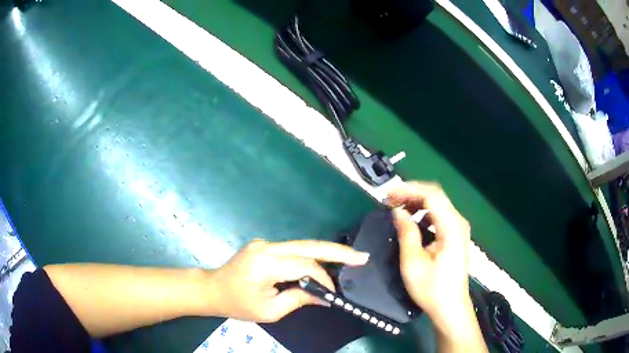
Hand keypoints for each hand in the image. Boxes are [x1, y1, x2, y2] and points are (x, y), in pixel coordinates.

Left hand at [206, 239, 368, 322]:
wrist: (212, 289)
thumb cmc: (238, 304)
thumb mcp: (269, 311)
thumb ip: (299, 299)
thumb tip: (325, 296)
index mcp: (265, 263)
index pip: (304, 266)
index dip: (323, 279)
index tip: (333, 294)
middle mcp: (266, 247)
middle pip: (308, 246)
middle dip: (338, 252)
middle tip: (362, 257)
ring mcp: (265, 243)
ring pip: (303, 246)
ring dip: (326, 254)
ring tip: (350, 259)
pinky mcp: (265, 246)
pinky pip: (293, 250)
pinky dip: (310, 257)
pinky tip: (324, 263)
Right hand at [387, 182, 484, 349]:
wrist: (450, 307)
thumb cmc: (431, 288)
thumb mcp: (413, 262)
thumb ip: (406, 232)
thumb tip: (397, 211)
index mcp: (451, 227)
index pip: (431, 195)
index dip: (408, 190)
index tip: (388, 195)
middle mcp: (458, 222)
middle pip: (436, 196)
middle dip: (411, 193)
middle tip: (389, 199)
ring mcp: (459, 228)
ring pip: (438, 204)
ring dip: (417, 202)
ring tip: (397, 208)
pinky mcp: (456, 235)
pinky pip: (440, 215)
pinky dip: (424, 213)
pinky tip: (412, 220)